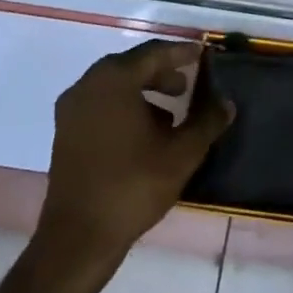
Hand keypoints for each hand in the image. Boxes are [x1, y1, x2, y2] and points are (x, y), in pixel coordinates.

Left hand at [38, 40, 231, 265]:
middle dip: (162, 73)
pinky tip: (145, 134)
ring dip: (144, 92)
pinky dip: (125, 108)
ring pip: (115, 86)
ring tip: (171, 115)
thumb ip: (207, 122)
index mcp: (113, 80)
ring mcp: (72, 110)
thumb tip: (227, 103)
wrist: (78, 239)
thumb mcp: (181, 153)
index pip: (154, 53)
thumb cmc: (133, 186)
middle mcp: (88, 85)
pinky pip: (101, 105)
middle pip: (132, 66)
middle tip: (188, 86)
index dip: (181, 53)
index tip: (203, 54)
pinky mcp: (65, 133)